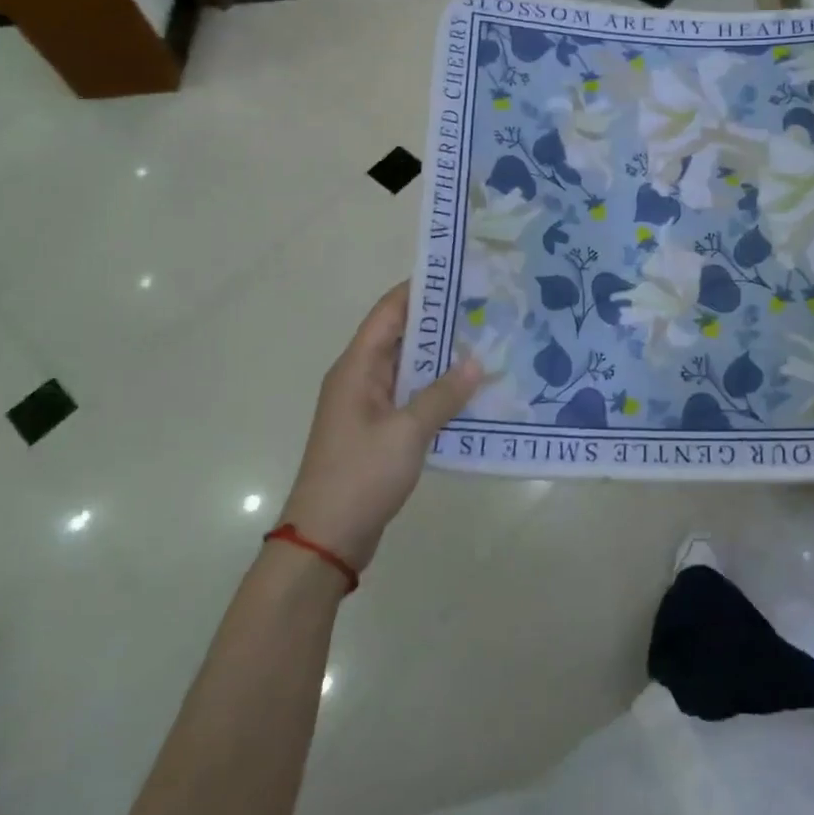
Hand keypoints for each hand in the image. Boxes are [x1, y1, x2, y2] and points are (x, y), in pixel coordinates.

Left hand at [282, 283, 480, 571]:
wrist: (326, 539)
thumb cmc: (360, 475)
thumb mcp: (407, 432)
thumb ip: (443, 395)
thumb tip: (476, 361)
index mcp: (357, 368)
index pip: (389, 313)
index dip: (420, 290)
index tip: (459, 275)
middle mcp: (360, 379)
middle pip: (401, 337)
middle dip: (441, 323)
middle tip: (486, 310)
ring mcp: (369, 407)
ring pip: (410, 369)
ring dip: (443, 359)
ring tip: (488, 344)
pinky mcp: (378, 432)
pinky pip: (412, 398)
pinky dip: (438, 391)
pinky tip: (471, 392)